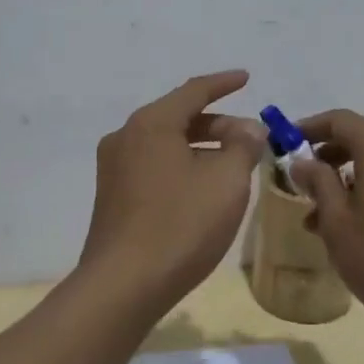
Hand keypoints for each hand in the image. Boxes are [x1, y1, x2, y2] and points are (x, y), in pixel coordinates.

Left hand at [79, 71, 265, 311]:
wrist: (124, 286)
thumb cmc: (181, 225)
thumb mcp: (227, 181)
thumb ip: (243, 146)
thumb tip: (248, 129)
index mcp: (150, 123)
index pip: (193, 91)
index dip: (224, 84)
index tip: (246, 78)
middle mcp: (125, 137)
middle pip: (179, 118)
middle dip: (218, 125)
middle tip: (251, 140)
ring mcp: (114, 168)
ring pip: (166, 144)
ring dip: (201, 148)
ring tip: (233, 165)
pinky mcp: (113, 197)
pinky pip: (154, 166)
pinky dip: (182, 166)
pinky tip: (203, 189)